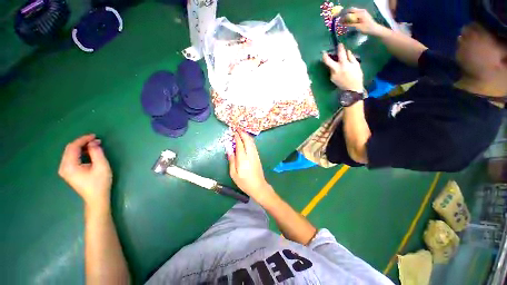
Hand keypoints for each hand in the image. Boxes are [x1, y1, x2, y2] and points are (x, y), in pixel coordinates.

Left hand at [58, 134, 112, 210]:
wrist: (96, 198)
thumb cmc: (100, 183)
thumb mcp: (101, 166)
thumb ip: (97, 153)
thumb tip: (94, 142)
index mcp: (69, 166)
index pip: (73, 147)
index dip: (83, 139)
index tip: (95, 136)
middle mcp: (63, 167)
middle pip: (70, 149)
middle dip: (82, 143)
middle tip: (96, 140)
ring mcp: (65, 170)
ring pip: (70, 153)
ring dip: (82, 147)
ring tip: (94, 146)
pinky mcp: (68, 172)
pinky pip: (72, 158)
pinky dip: (80, 153)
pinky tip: (89, 153)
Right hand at [227, 131, 275, 203]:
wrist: (258, 186)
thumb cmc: (244, 182)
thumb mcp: (234, 173)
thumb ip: (231, 160)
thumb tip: (229, 149)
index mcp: (243, 159)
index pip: (240, 144)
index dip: (237, 137)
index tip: (233, 131)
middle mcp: (250, 154)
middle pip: (247, 140)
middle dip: (243, 133)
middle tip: (237, 128)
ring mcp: (255, 155)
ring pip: (251, 142)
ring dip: (246, 135)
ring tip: (241, 132)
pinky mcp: (257, 156)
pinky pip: (253, 145)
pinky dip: (249, 140)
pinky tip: (246, 139)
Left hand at [322, 44, 363, 91]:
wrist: (351, 89)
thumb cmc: (357, 76)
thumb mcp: (356, 65)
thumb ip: (351, 58)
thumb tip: (347, 51)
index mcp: (344, 65)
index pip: (341, 54)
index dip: (340, 48)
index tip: (339, 44)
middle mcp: (336, 69)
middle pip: (327, 61)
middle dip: (325, 56)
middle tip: (323, 52)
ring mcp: (332, 74)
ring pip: (330, 66)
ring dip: (332, 62)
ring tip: (335, 60)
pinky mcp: (331, 78)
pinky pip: (332, 71)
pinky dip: (334, 68)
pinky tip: (338, 69)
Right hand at [343, 8, 383, 35]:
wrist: (375, 29)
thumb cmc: (367, 29)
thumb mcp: (358, 27)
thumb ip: (350, 24)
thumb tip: (342, 23)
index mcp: (361, 13)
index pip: (350, 12)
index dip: (343, 16)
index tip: (338, 20)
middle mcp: (361, 11)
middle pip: (351, 10)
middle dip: (344, 14)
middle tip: (339, 19)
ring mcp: (362, 12)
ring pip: (352, 11)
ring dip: (347, 15)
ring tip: (342, 20)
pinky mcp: (362, 14)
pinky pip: (354, 14)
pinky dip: (350, 16)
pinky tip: (347, 20)